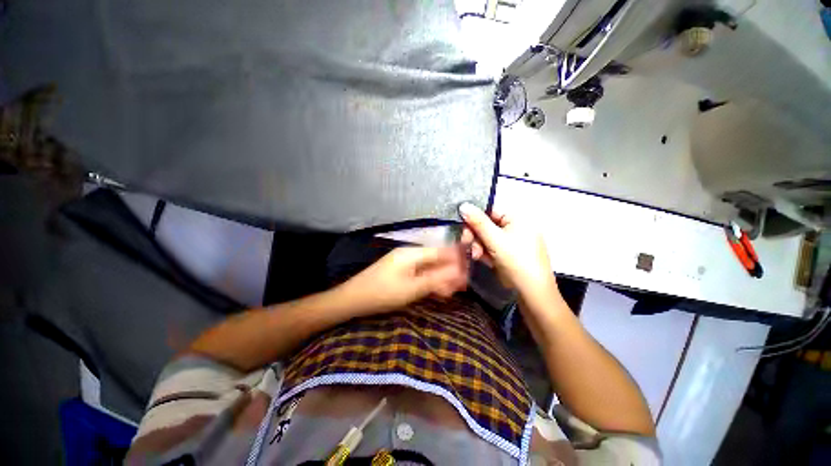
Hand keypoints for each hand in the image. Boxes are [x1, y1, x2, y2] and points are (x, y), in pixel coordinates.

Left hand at [337, 246, 468, 315]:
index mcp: (412, 253)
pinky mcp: (399, 271)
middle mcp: (409, 253)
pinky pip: (419, 273)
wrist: (352, 299)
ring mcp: (403, 262)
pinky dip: (429, 281)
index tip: (470, 269)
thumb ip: (436, 279)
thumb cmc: (383, 293)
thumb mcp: (412, 288)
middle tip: (462, 286)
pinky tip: (435, 291)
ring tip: (451, 291)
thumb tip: (458, 272)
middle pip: (435, 259)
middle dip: (449, 271)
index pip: (441, 251)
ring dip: (440, 278)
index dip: (457, 259)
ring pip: (428, 267)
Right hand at [459, 203, 555, 299]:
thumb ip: (478, 222)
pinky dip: (486, 253)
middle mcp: (516, 226)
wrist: (532, 291)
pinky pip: (493, 247)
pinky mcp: (510, 253)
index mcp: (517, 218)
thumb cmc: (515, 260)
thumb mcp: (495, 240)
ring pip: (488, 238)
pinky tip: (485, 260)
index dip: (474, 219)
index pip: (490, 211)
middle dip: (476, 236)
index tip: (463, 229)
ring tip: (477, 256)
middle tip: (467, 244)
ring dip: (479, 246)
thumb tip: (463, 204)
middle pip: (487, 225)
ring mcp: (513, 240)